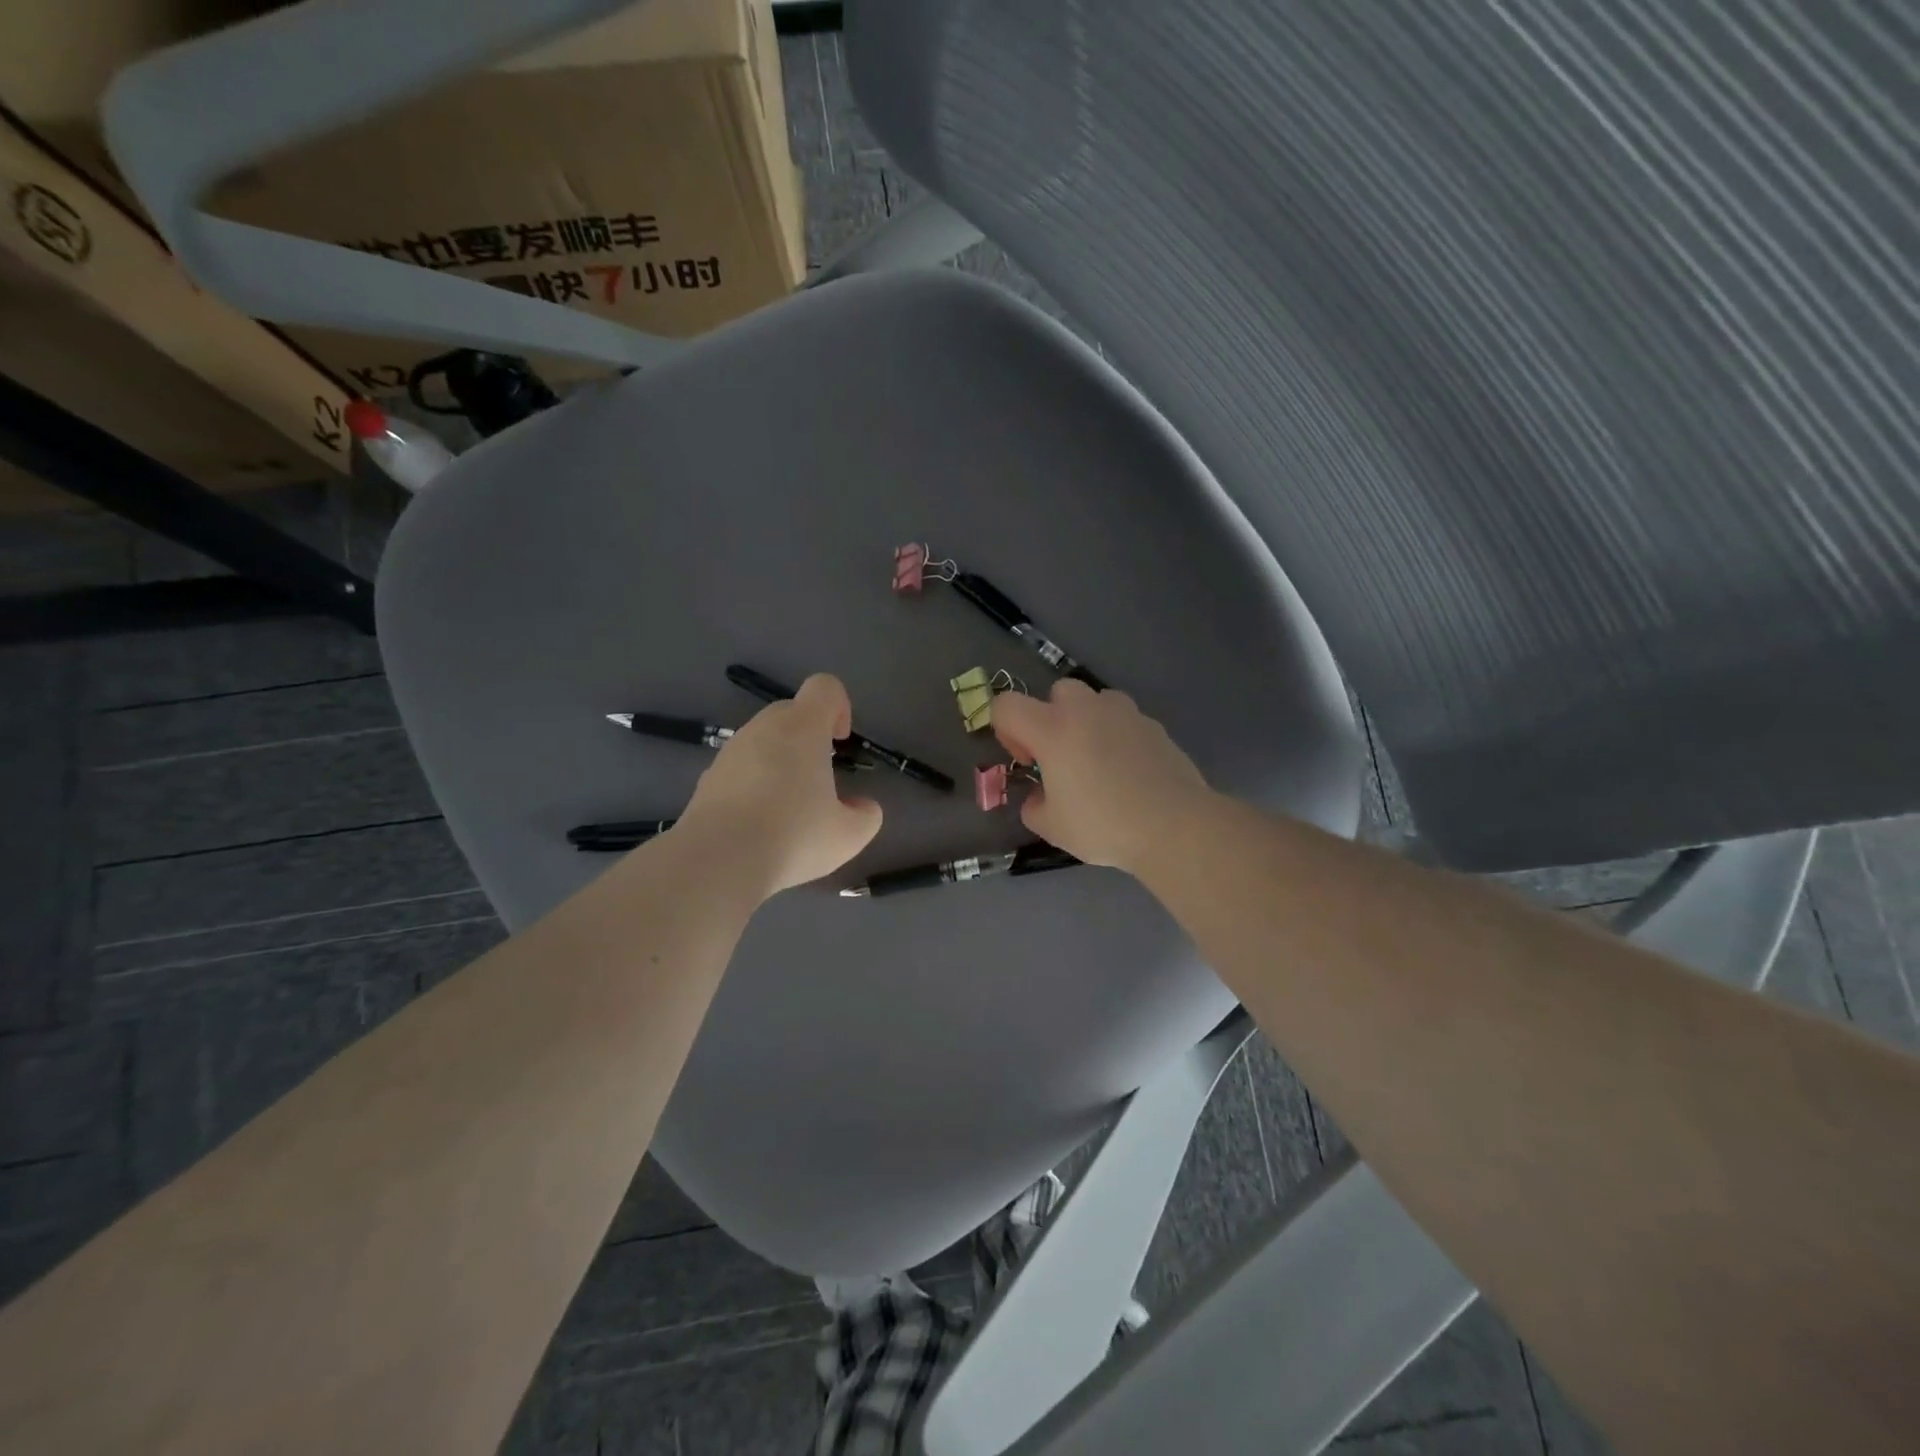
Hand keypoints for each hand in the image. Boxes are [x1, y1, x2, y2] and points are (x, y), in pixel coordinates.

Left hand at [676, 674, 883, 895]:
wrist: (717, 862)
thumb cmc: (793, 837)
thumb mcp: (848, 835)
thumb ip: (866, 815)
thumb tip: (862, 807)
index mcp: (802, 728)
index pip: (824, 687)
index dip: (840, 706)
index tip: (841, 742)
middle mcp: (763, 728)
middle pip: (792, 711)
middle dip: (810, 736)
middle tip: (821, 778)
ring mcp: (730, 752)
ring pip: (763, 740)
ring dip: (781, 760)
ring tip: (789, 806)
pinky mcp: (707, 778)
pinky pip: (740, 767)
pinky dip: (754, 783)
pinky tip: (759, 823)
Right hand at [990, 680, 1213, 874]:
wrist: (1174, 826)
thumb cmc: (1103, 825)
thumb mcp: (1052, 827)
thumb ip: (1034, 806)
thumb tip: (1039, 797)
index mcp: (1052, 729)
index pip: (1006, 705)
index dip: (1006, 731)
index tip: (1027, 761)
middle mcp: (1086, 709)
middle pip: (1056, 692)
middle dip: (1051, 718)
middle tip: (1061, 758)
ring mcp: (1124, 712)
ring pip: (1095, 701)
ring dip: (1087, 722)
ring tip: (1098, 762)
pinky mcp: (1153, 725)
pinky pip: (1124, 720)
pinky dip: (1117, 736)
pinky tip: (1128, 772)